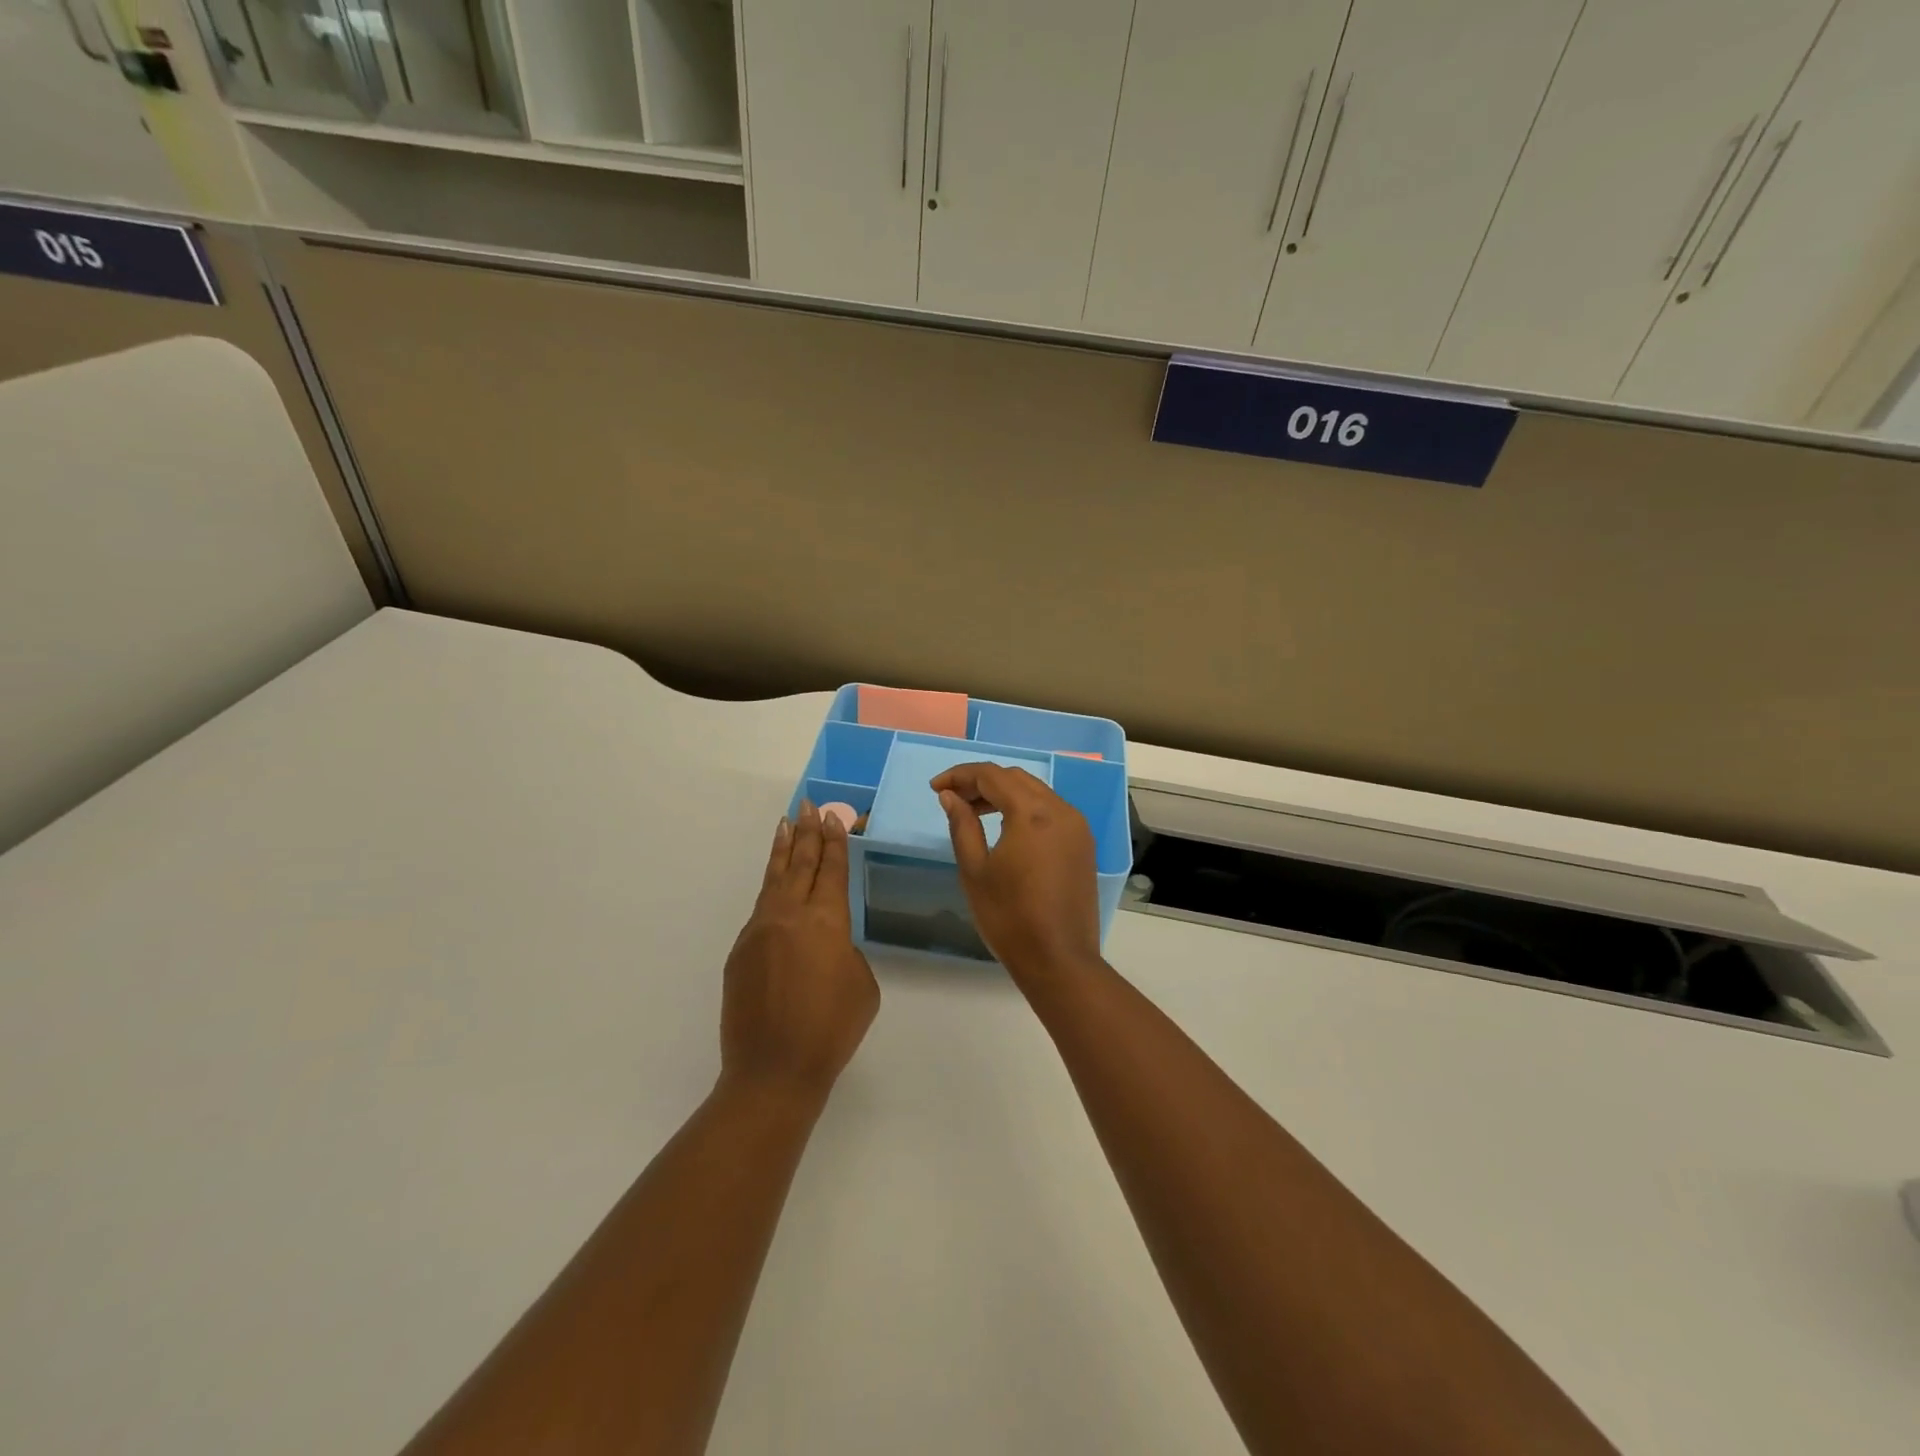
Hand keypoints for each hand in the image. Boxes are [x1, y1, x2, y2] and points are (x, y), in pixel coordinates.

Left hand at [720, 803, 879, 1103]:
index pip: (831, 870)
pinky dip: (770, 888)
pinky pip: (760, 910)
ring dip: (783, 850)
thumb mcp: (862, 985)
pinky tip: (775, 883)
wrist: (773, 1070)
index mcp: (826, 922)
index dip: (834, 842)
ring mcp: (760, 931)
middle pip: (801, 864)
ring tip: (785, 824)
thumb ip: (845, 950)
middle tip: (809, 806)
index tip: (832, 817)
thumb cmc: (832, 1030)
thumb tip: (826, 941)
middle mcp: (790, 916)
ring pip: (775, 879)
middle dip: (807, 833)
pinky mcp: (740, 952)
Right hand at [933, 764, 1102, 984]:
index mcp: (1032, 813)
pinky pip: (1051, 811)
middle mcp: (1061, 810)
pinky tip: (1005, 828)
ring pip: (1036, 792)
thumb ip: (962, 826)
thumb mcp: (975, 871)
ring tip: (974, 812)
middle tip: (952, 798)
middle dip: (982, 782)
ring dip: (1004, 795)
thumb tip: (951, 797)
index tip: (936, 788)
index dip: (960, 775)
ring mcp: (1077, 827)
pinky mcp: (1083, 845)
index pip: (992, 776)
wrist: (1059, 960)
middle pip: (1016, 779)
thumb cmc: (1010, 917)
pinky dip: (1025, 809)